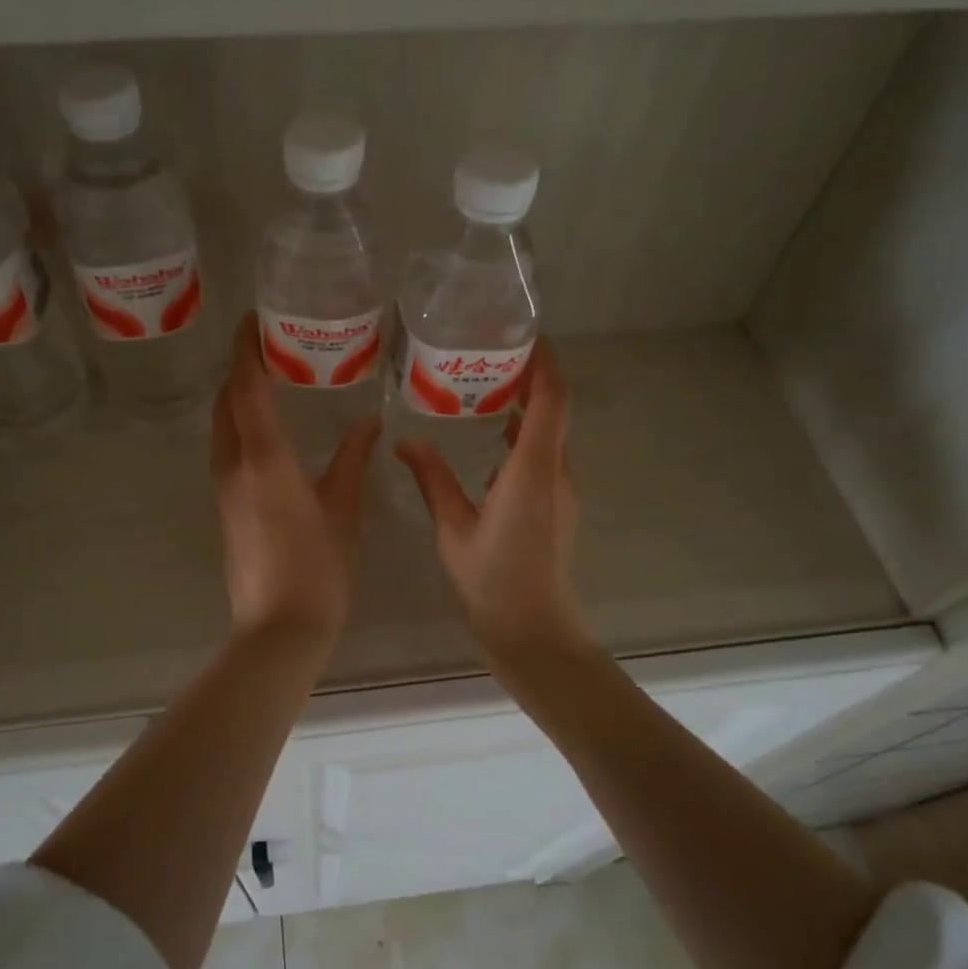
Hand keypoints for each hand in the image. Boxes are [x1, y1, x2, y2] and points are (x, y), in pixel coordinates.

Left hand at [213, 313, 380, 643]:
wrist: (277, 628)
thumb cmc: (317, 566)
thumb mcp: (343, 508)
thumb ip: (352, 459)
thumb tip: (369, 423)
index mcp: (263, 457)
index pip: (245, 386)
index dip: (245, 348)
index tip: (252, 318)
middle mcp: (234, 463)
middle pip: (226, 401)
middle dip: (240, 368)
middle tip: (270, 346)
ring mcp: (223, 487)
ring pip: (222, 426)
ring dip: (238, 397)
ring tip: (272, 381)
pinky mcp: (225, 507)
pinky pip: (227, 449)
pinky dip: (241, 426)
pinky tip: (269, 431)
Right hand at [394, 342, 587, 664]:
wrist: (534, 632)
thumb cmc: (493, 580)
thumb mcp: (453, 528)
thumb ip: (432, 478)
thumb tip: (405, 440)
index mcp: (532, 471)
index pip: (551, 401)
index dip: (545, 364)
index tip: (525, 336)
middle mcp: (556, 473)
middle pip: (555, 411)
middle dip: (531, 379)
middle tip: (491, 356)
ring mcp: (562, 491)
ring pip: (550, 435)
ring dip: (528, 409)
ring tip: (486, 390)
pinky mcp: (558, 507)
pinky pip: (545, 458)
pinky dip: (524, 438)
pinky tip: (491, 443)